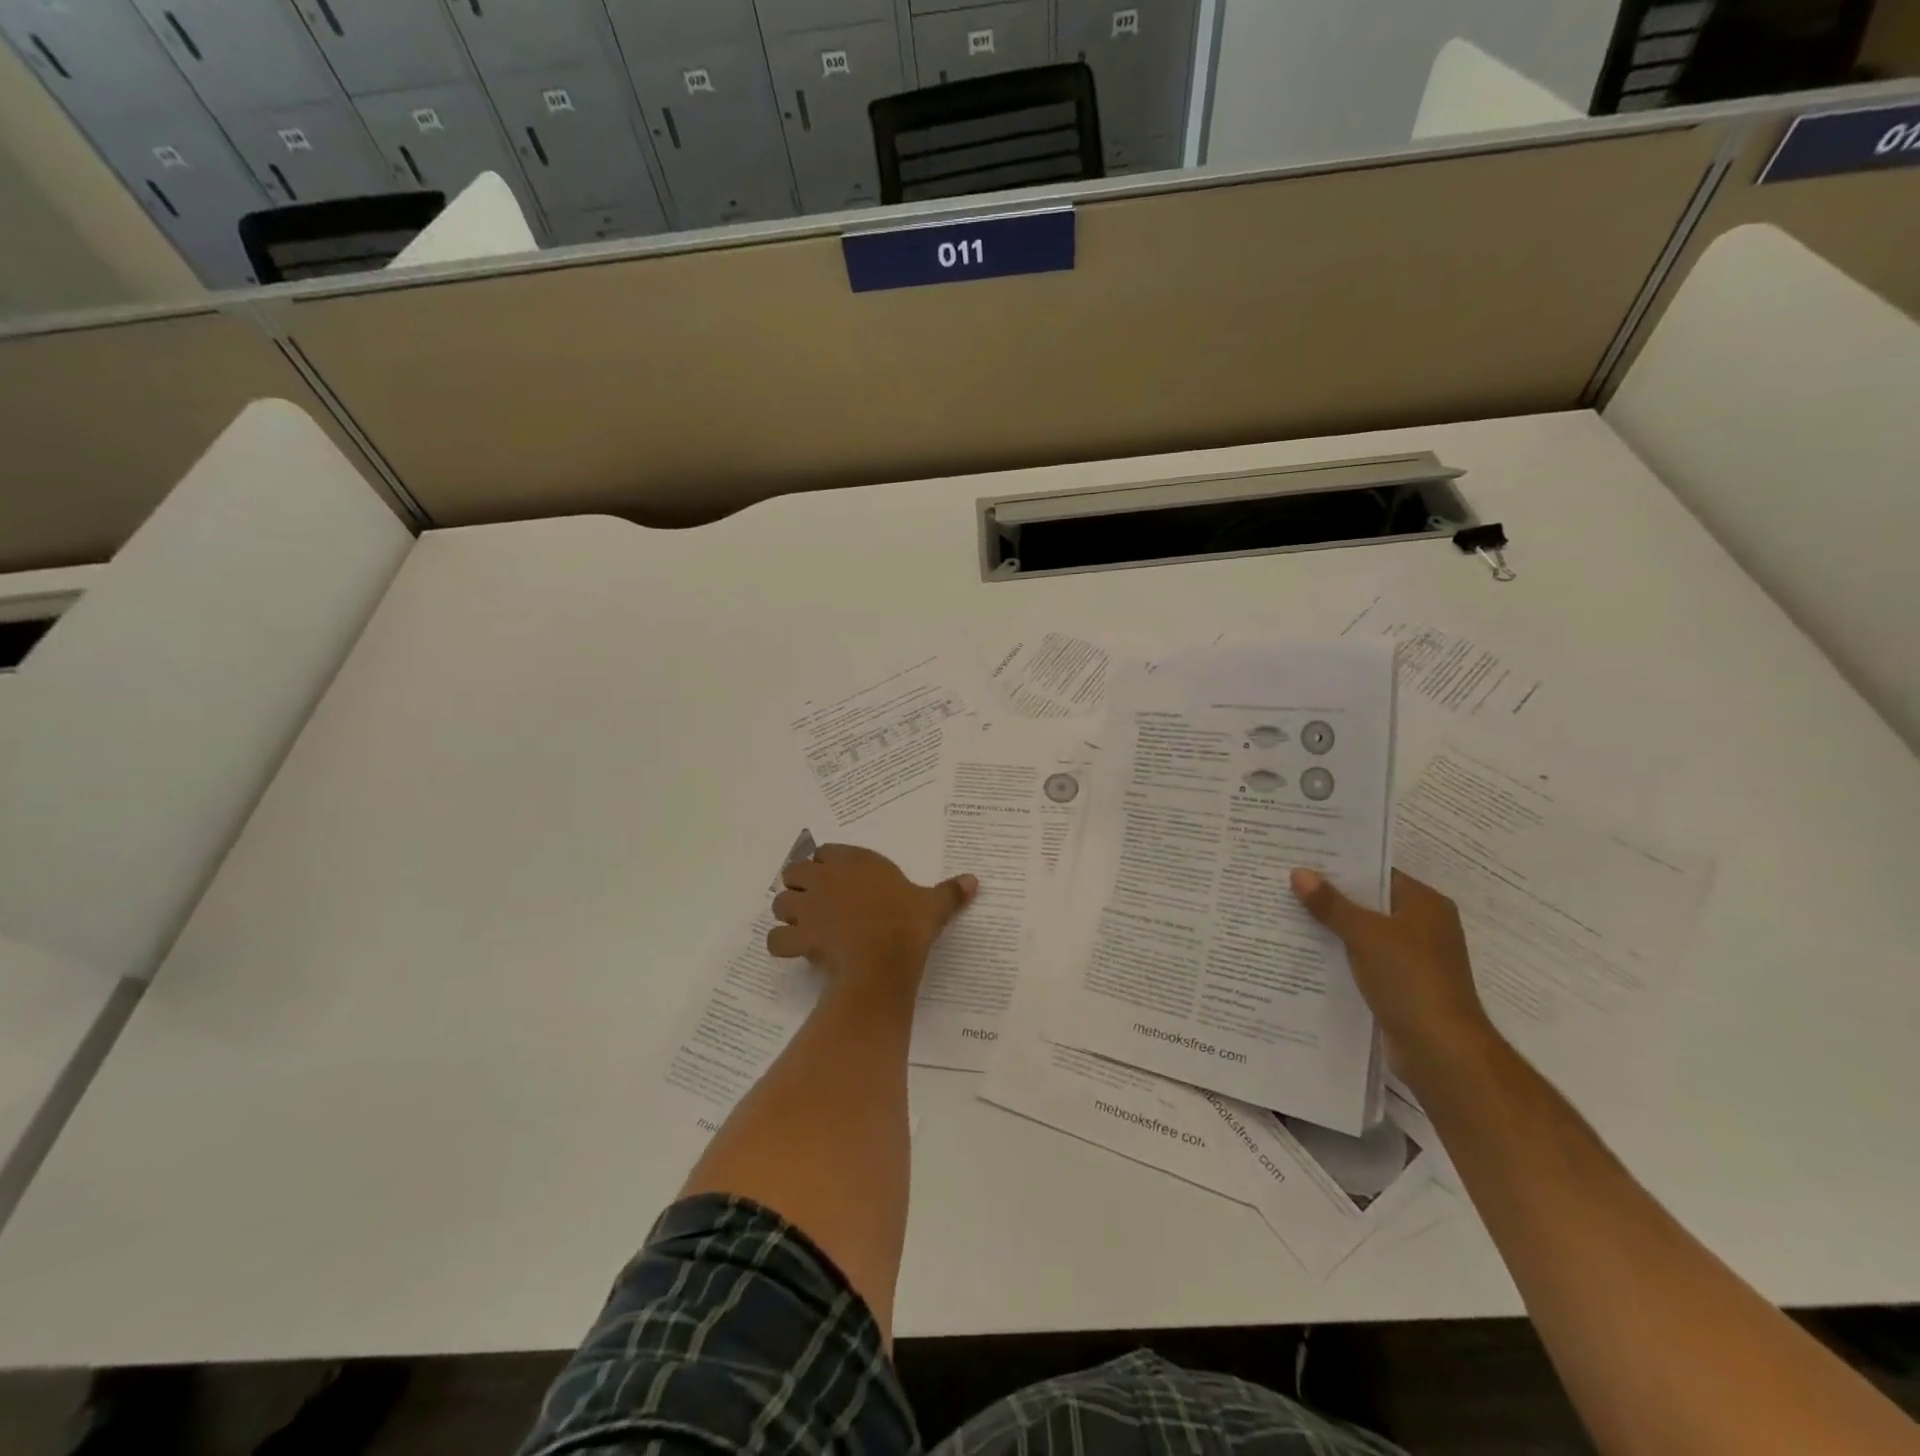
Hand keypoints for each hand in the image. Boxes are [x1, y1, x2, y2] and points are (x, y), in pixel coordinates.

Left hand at [768, 845, 977, 989]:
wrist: (883, 961)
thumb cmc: (908, 926)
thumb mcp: (934, 906)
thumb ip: (951, 892)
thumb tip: (975, 881)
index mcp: (855, 862)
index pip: (826, 852)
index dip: (827, 865)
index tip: (838, 881)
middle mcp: (826, 878)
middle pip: (794, 872)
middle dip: (800, 885)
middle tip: (816, 903)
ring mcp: (808, 907)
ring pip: (780, 903)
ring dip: (787, 914)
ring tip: (804, 926)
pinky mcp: (799, 936)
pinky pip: (777, 939)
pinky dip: (782, 944)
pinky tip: (795, 951)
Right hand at [1290, 868, 1495, 1068]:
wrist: (1440, 1051)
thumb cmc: (1409, 979)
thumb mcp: (1365, 934)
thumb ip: (1331, 904)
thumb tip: (1299, 872)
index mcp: (1425, 905)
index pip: (1378, 873)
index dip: (1341, 866)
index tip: (1302, 859)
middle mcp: (1423, 927)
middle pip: (1369, 903)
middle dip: (1330, 897)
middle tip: (1285, 884)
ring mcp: (1414, 960)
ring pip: (1363, 934)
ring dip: (1332, 928)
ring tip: (1286, 914)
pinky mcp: (1401, 987)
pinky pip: (1363, 961)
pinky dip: (1339, 956)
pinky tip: (1305, 953)